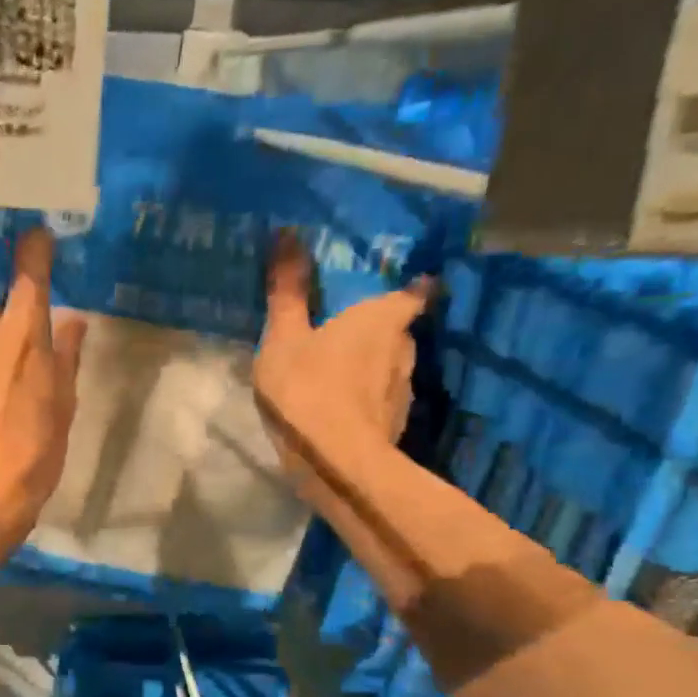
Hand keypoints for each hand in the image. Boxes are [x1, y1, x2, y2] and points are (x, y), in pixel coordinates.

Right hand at [254, 230, 430, 497]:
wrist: (334, 463)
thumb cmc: (307, 388)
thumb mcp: (284, 338)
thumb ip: (288, 292)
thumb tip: (288, 233)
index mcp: (383, 318)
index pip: (413, 292)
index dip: (408, 288)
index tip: (396, 287)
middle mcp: (405, 348)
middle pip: (397, 330)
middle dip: (376, 329)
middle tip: (344, 330)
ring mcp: (404, 390)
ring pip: (389, 367)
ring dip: (369, 366)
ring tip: (337, 371)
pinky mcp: (395, 424)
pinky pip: (379, 399)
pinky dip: (364, 397)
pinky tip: (338, 407)